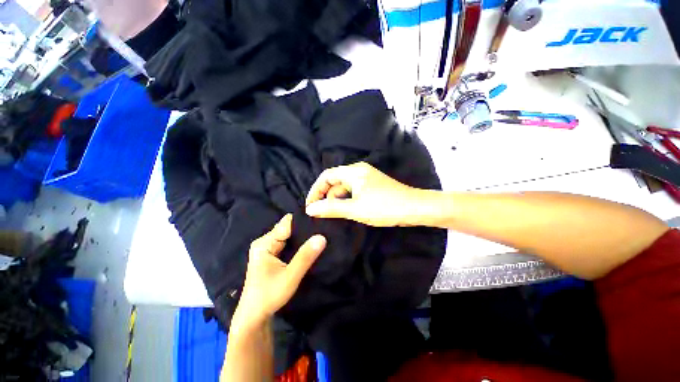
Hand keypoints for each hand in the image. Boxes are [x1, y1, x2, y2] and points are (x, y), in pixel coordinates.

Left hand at [233, 214, 325, 327]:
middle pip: (288, 228)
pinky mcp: (272, 254)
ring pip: (289, 235)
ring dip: (302, 237)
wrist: (254, 317)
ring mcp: (268, 248)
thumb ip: (305, 257)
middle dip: (304, 229)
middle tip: (323, 229)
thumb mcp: (290, 277)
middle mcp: (265, 241)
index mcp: (264, 243)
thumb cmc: (269, 297)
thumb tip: (322, 237)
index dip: (304, 221)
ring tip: (319, 235)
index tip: (321, 221)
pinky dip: (298, 243)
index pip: (287, 223)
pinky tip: (309, 245)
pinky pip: (288, 243)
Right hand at [305, 162, 420, 226]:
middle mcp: (358, 170)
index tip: (310, 205)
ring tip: (334, 215)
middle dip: (326, 196)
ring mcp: (366, 177)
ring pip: (345, 187)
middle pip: (335, 181)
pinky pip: (353, 190)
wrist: (415, 208)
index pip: (326, 176)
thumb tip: (310, 209)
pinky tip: (347, 210)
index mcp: (353, 171)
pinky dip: (347, 200)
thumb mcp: (355, 209)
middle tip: (322, 214)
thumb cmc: (384, 207)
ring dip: (337, 199)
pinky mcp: (372, 185)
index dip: (315, 190)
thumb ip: (331, 208)